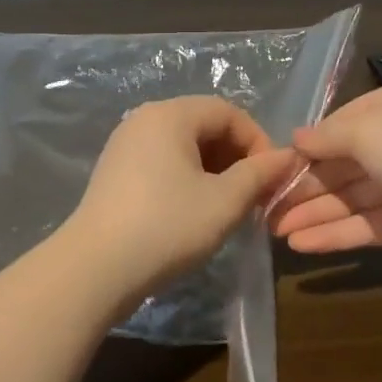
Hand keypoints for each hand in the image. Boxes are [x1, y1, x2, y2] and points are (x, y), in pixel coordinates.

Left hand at [62, 96, 295, 297]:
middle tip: (255, 195)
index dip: (258, 141)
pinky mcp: (115, 171)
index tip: (272, 178)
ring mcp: (125, 144)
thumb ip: (260, 174)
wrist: (93, 270)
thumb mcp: (224, 201)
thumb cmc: (166, 226)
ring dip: (215, 170)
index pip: (228, 112)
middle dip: (237, 157)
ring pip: (185, 145)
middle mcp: (145, 118)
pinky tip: (196, 211)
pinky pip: (163, 161)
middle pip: (205, 125)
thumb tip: (288, 157)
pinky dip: (188, 178)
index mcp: (170, 114)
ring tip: (229, 206)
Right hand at [268, 81, 381, 274]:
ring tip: (273, 232)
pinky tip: (302, 245)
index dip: (305, 148)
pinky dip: (337, 234)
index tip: (269, 168)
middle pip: (342, 164)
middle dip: (304, 186)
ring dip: (314, 213)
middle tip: (263, 208)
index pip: (339, 126)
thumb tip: (296, 139)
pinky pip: (368, 225)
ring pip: (352, 198)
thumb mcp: (367, 132)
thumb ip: (327, 137)